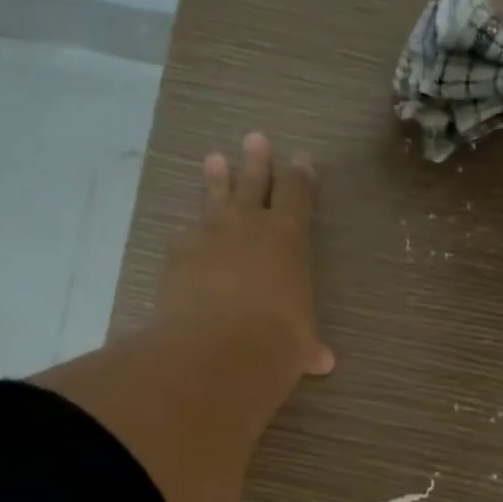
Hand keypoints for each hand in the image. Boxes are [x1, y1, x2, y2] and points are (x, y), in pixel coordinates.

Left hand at [157, 132, 334, 376]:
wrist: (219, 348)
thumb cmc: (277, 340)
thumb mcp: (301, 344)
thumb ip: (309, 346)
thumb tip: (323, 362)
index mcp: (289, 236)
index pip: (298, 195)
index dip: (301, 176)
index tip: (301, 159)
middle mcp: (249, 225)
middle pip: (254, 182)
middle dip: (257, 161)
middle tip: (255, 138)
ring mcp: (209, 235)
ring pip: (215, 199)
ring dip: (217, 180)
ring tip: (214, 160)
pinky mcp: (178, 254)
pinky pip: (185, 237)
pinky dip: (188, 237)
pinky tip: (184, 238)